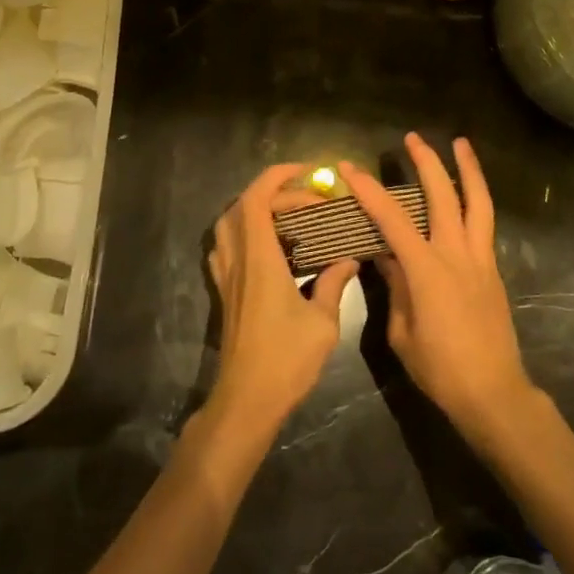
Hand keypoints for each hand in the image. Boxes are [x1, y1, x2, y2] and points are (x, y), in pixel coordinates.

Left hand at [206, 164, 360, 431]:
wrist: (246, 399)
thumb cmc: (286, 360)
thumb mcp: (323, 323)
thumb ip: (334, 284)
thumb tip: (348, 260)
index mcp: (260, 259)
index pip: (257, 200)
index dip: (278, 178)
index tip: (307, 174)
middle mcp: (238, 260)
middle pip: (242, 206)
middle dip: (273, 192)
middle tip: (307, 200)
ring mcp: (227, 276)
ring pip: (229, 224)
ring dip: (254, 209)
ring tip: (287, 215)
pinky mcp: (225, 292)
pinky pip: (226, 247)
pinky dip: (243, 232)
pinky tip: (267, 246)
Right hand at [340, 135, 535, 446]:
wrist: (493, 393)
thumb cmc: (440, 368)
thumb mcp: (402, 332)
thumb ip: (394, 288)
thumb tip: (385, 258)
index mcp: (427, 270)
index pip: (393, 219)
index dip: (369, 190)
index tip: (350, 168)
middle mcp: (456, 255)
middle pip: (443, 196)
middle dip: (426, 163)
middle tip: (412, 138)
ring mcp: (480, 260)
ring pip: (477, 203)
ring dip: (468, 170)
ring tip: (460, 144)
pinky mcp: (493, 271)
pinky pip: (485, 224)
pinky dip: (476, 200)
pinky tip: (468, 195)